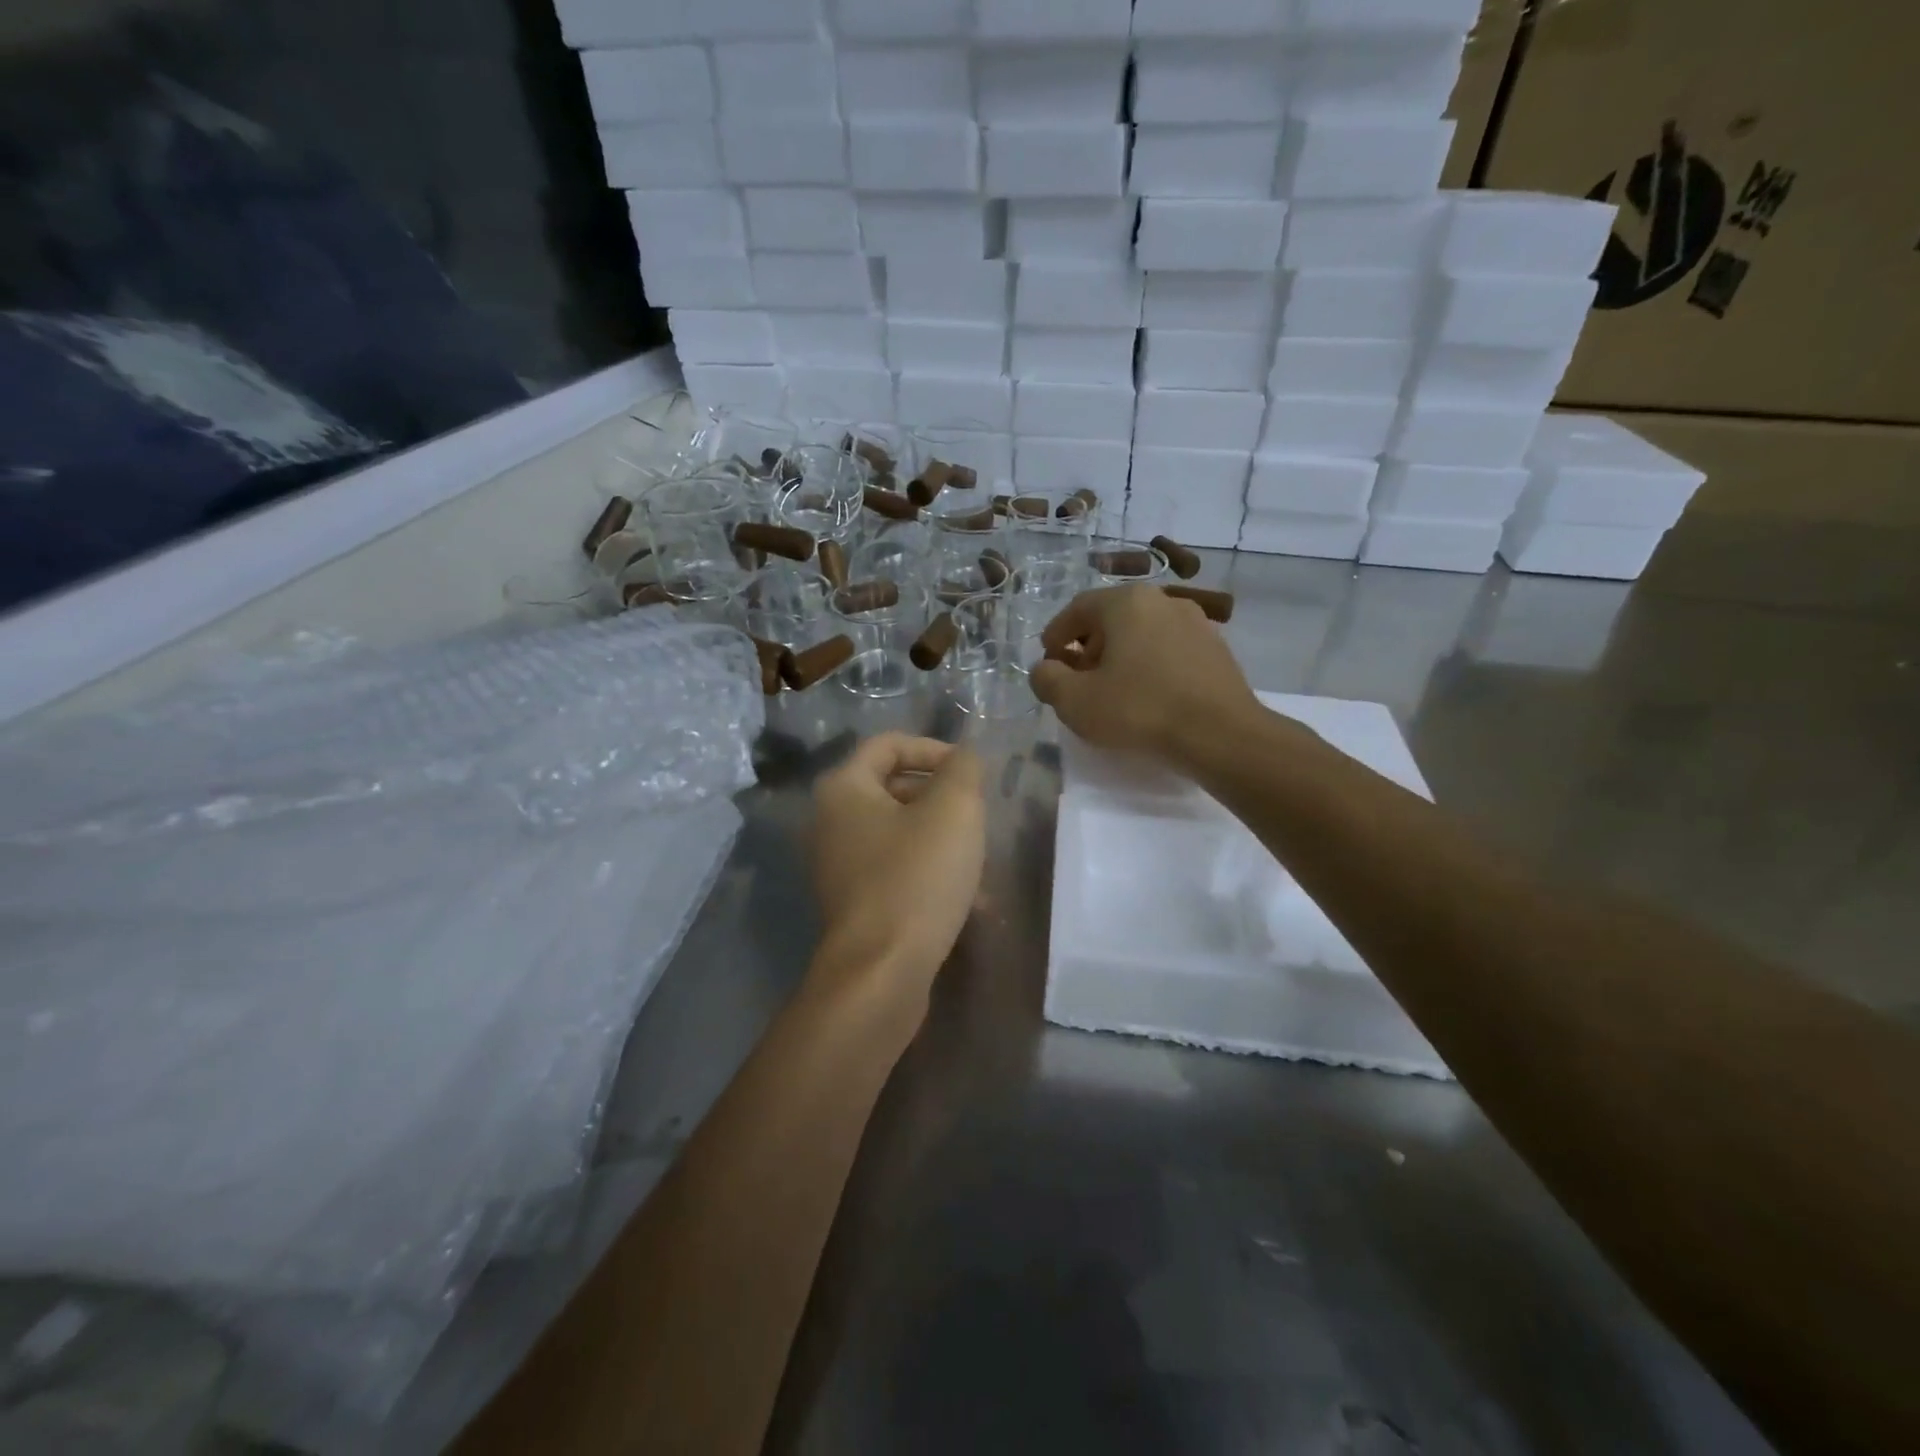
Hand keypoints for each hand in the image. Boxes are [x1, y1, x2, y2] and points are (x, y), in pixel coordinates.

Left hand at [809, 734, 986, 997]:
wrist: (881, 972)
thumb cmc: (917, 877)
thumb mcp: (954, 809)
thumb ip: (963, 769)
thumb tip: (963, 757)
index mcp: (844, 788)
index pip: (889, 744)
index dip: (934, 748)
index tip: (971, 772)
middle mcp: (831, 822)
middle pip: (893, 788)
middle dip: (941, 797)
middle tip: (977, 816)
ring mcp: (839, 866)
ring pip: (901, 834)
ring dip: (942, 840)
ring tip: (980, 863)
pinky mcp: (854, 903)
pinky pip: (897, 871)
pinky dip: (930, 874)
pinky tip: (970, 902)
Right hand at [1030, 585, 1263, 764]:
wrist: (1220, 734)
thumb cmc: (1139, 710)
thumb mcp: (1075, 701)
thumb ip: (1047, 680)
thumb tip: (1044, 669)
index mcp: (1125, 602)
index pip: (1076, 609)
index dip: (1056, 635)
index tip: (1049, 662)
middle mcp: (1162, 600)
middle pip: (1111, 618)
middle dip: (1088, 646)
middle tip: (1078, 679)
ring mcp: (1195, 621)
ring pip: (1142, 632)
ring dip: (1120, 655)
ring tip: (1113, 689)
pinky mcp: (1216, 648)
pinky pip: (1169, 649)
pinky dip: (1150, 664)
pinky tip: (1148, 695)